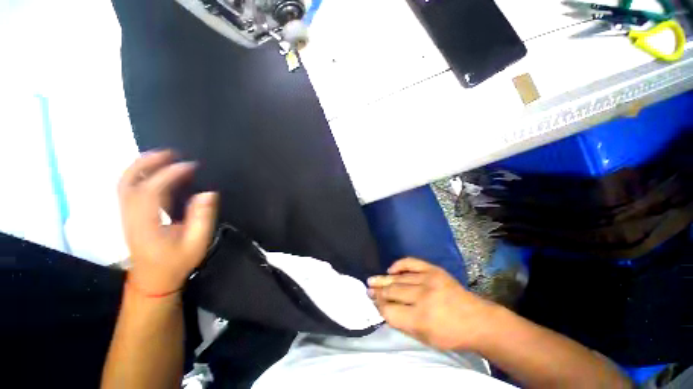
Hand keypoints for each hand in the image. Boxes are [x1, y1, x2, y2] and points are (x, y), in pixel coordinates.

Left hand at [118, 150, 218, 295]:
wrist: (153, 279)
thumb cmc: (176, 262)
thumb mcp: (196, 243)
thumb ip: (202, 217)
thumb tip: (208, 193)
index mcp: (146, 224)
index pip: (151, 191)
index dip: (170, 174)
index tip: (191, 165)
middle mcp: (130, 215)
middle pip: (128, 181)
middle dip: (148, 162)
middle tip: (171, 152)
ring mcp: (127, 214)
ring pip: (125, 182)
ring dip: (142, 165)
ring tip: (164, 156)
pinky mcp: (130, 214)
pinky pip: (130, 188)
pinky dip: (141, 174)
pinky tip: (156, 170)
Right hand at [368, 258, 499, 351]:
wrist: (477, 319)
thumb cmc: (450, 335)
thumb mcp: (425, 339)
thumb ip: (402, 323)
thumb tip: (384, 309)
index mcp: (422, 319)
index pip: (390, 311)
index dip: (379, 306)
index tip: (372, 302)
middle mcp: (423, 297)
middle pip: (392, 292)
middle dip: (378, 292)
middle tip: (368, 289)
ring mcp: (429, 280)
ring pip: (399, 278)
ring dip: (384, 279)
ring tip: (372, 280)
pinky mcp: (434, 270)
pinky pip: (411, 262)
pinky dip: (399, 265)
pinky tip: (390, 269)